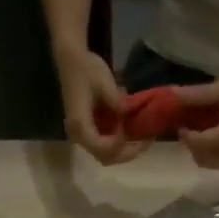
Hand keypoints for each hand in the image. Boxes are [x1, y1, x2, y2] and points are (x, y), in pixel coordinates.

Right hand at [55, 45, 150, 164]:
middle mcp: (79, 135)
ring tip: (143, 140)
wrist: (72, 60)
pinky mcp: (88, 130)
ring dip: (124, 151)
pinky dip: (120, 144)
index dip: (121, 147)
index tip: (138, 136)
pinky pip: (104, 145)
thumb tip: (130, 116)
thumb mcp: (105, 83)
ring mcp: (83, 134)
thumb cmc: (86, 69)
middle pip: (104, 157)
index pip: (102, 148)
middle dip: (127, 153)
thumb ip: (117, 103)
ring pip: (105, 154)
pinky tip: (133, 134)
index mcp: (80, 124)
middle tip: (147, 142)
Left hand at [174, 71, 218, 170]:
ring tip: (205, 132)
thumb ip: (197, 95)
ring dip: (202, 151)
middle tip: (191, 128)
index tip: (180, 125)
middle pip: (203, 158)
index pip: (200, 144)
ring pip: (210, 164)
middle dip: (193, 145)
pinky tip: (218, 139)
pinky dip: (214, 154)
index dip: (186, 136)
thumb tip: (170, 95)